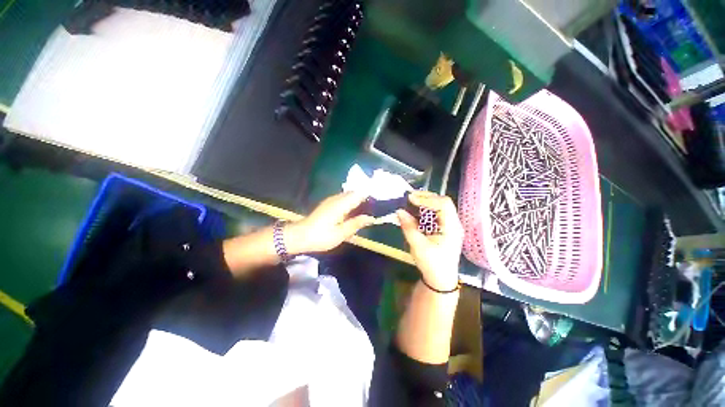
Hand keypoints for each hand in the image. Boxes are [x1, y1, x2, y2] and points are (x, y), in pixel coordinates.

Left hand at [285, 192, 374, 254]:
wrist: (299, 236)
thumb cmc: (320, 236)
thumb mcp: (340, 234)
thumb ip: (356, 224)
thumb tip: (371, 218)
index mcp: (341, 204)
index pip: (359, 194)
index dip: (370, 196)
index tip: (380, 202)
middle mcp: (336, 198)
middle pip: (354, 193)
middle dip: (365, 197)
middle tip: (375, 207)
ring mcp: (331, 200)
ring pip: (349, 195)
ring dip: (358, 199)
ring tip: (367, 209)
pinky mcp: (328, 204)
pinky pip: (343, 198)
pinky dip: (351, 202)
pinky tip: (354, 211)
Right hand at [397, 191, 462, 290]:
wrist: (440, 280)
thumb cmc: (431, 264)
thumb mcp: (418, 246)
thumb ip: (408, 227)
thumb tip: (399, 211)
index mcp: (451, 227)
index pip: (443, 204)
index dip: (427, 199)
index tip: (410, 199)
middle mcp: (453, 223)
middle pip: (442, 202)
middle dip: (425, 197)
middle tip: (409, 196)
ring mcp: (450, 226)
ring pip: (439, 207)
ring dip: (425, 202)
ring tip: (411, 201)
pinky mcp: (444, 229)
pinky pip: (435, 214)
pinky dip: (425, 210)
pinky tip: (415, 211)